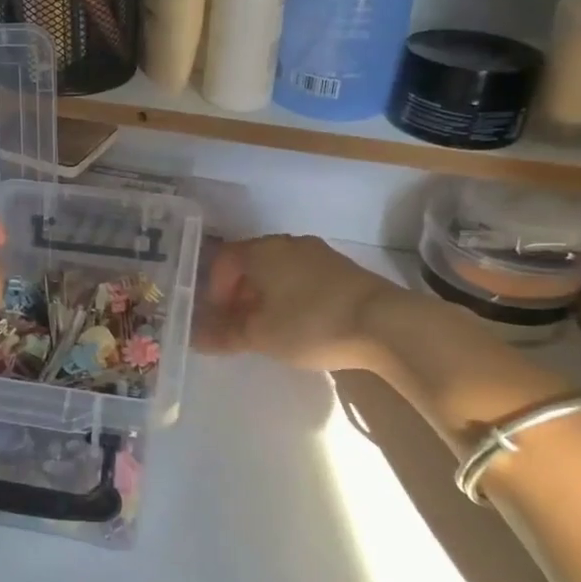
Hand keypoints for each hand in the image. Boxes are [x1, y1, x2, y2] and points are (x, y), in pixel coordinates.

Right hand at [196, 235, 402, 372]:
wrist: (384, 322)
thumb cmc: (310, 323)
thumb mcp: (261, 335)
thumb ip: (226, 335)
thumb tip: (196, 338)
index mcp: (262, 251)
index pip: (224, 259)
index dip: (214, 288)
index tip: (218, 317)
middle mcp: (287, 244)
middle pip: (251, 262)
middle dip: (239, 292)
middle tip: (239, 324)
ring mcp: (318, 253)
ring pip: (279, 269)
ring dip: (266, 294)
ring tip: (269, 327)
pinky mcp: (343, 269)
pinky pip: (303, 277)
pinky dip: (291, 295)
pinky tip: (300, 322)